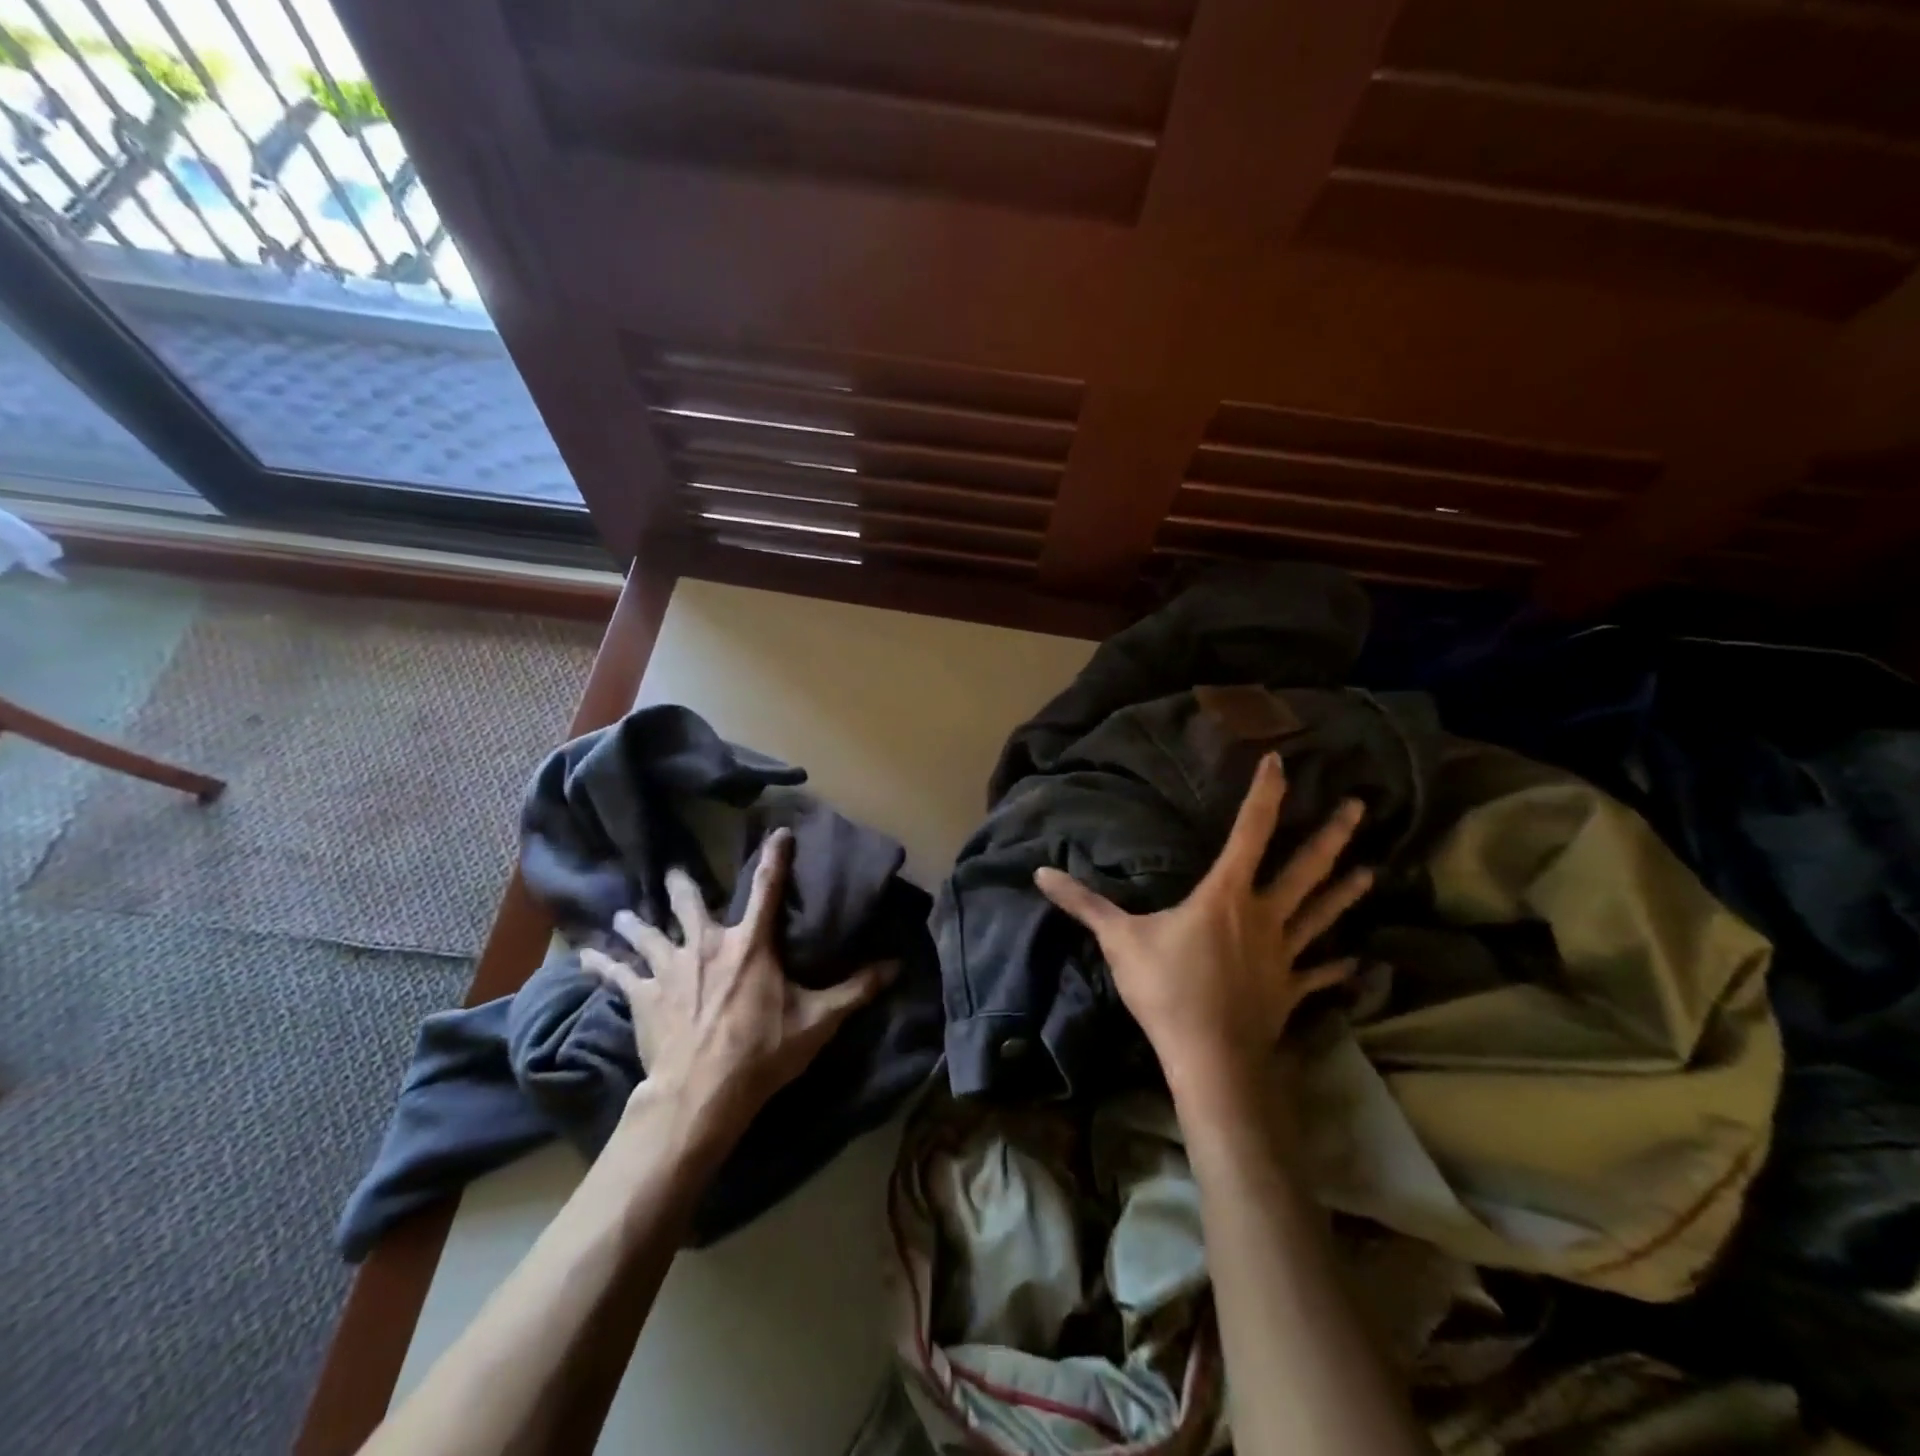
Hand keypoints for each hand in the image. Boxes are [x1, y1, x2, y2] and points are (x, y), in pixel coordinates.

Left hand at [580, 828, 892, 1138]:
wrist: (702, 1093)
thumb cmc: (763, 1051)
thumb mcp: (818, 1021)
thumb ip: (857, 990)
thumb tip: (898, 966)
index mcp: (751, 945)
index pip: (766, 889)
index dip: (775, 858)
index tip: (778, 832)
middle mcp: (707, 945)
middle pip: (690, 904)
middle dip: (682, 885)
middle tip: (673, 869)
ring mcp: (670, 969)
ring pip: (648, 934)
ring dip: (636, 922)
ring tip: (623, 912)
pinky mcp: (642, 998)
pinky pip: (616, 975)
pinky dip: (600, 965)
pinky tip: (581, 957)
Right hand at [1035, 753, 1371, 1101]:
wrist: (1209, 1058)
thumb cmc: (1167, 989)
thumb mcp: (1119, 940)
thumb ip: (1084, 904)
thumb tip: (1040, 873)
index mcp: (1225, 895)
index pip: (1250, 832)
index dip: (1265, 795)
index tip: (1280, 761)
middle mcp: (1262, 915)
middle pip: (1304, 869)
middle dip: (1331, 836)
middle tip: (1359, 808)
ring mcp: (1283, 955)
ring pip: (1320, 915)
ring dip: (1344, 892)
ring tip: (1372, 870)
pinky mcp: (1289, 990)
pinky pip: (1319, 974)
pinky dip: (1338, 968)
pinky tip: (1358, 963)